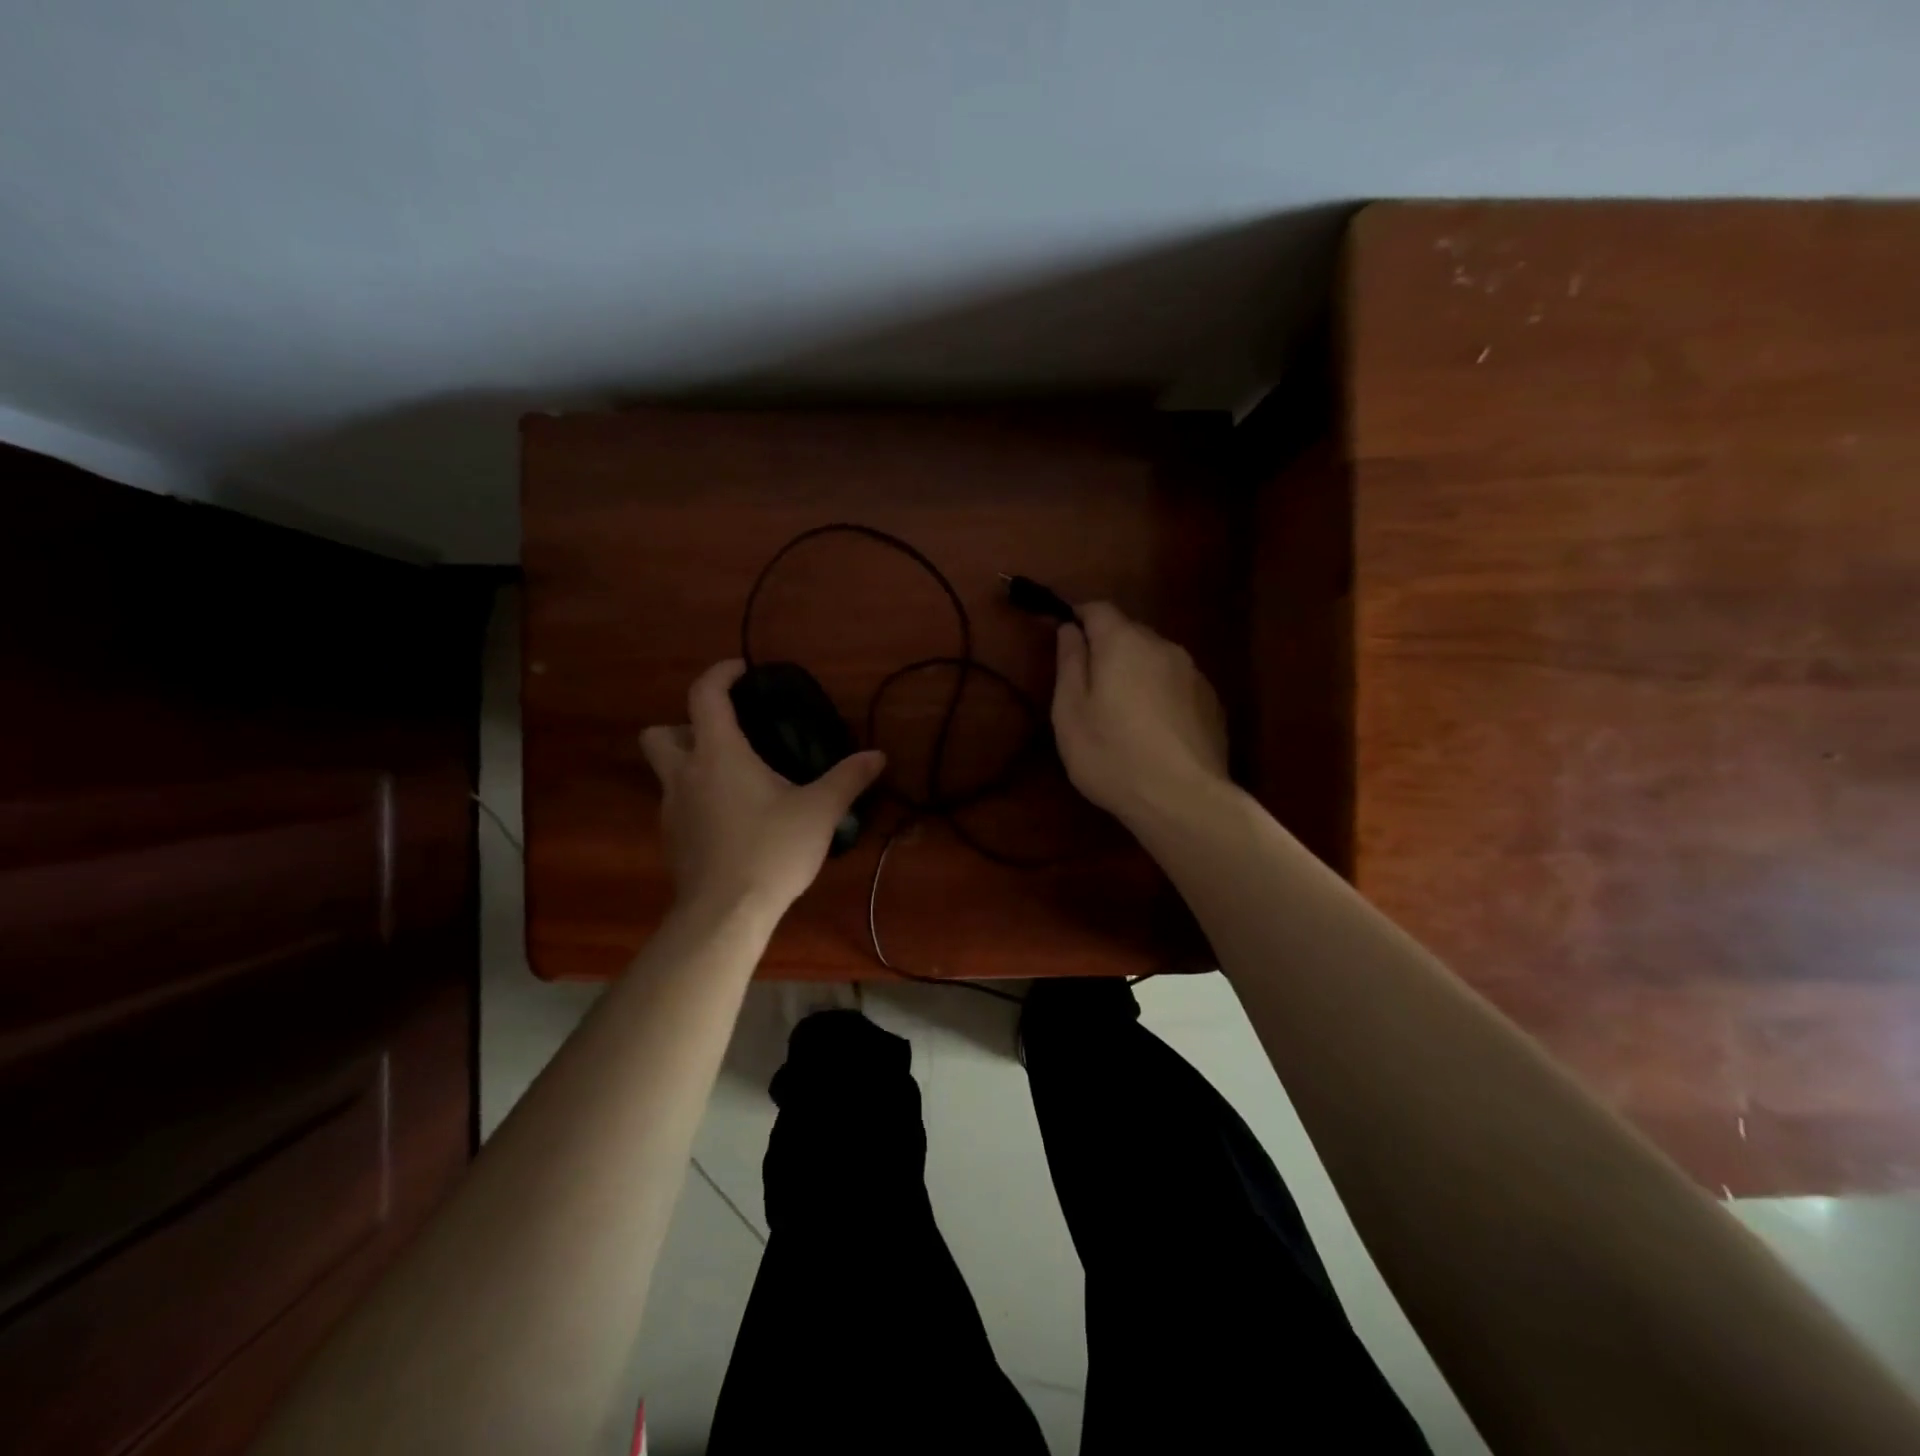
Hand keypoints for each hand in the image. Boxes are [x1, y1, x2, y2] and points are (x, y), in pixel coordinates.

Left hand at [640, 660, 884, 917]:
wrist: (725, 915)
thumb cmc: (771, 850)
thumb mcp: (820, 812)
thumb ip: (848, 779)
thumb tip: (878, 756)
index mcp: (718, 754)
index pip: (704, 695)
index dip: (720, 674)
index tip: (741, 670)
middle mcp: (685, 775)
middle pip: (659, 734)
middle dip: (684, 726)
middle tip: (724, 737)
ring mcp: (671, 811)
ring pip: (667, 773)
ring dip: (692, 766)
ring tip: (736, 781)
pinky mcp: (672, 842)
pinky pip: (678, 806)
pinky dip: (698, 800)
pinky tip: (732, 821)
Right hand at [1051, 602, 1228, 822]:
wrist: (1182, 800)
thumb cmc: (1111, 755)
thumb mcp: (1070, 712)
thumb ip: (1069, 663)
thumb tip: (1070, 628)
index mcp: (1123, 643)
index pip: (1099, 608)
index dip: (1078, 616)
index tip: (1064, 635)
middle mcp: (1163, 646)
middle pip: (1130, 633)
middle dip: (1108, 648)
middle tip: (1089, 685)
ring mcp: (1194, 674)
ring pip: (1156, 660)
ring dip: (1137, 673)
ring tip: (1123, 712)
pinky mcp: (1212, 703)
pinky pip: (1177, 685)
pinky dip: (1161, 695)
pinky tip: (1153, 730)